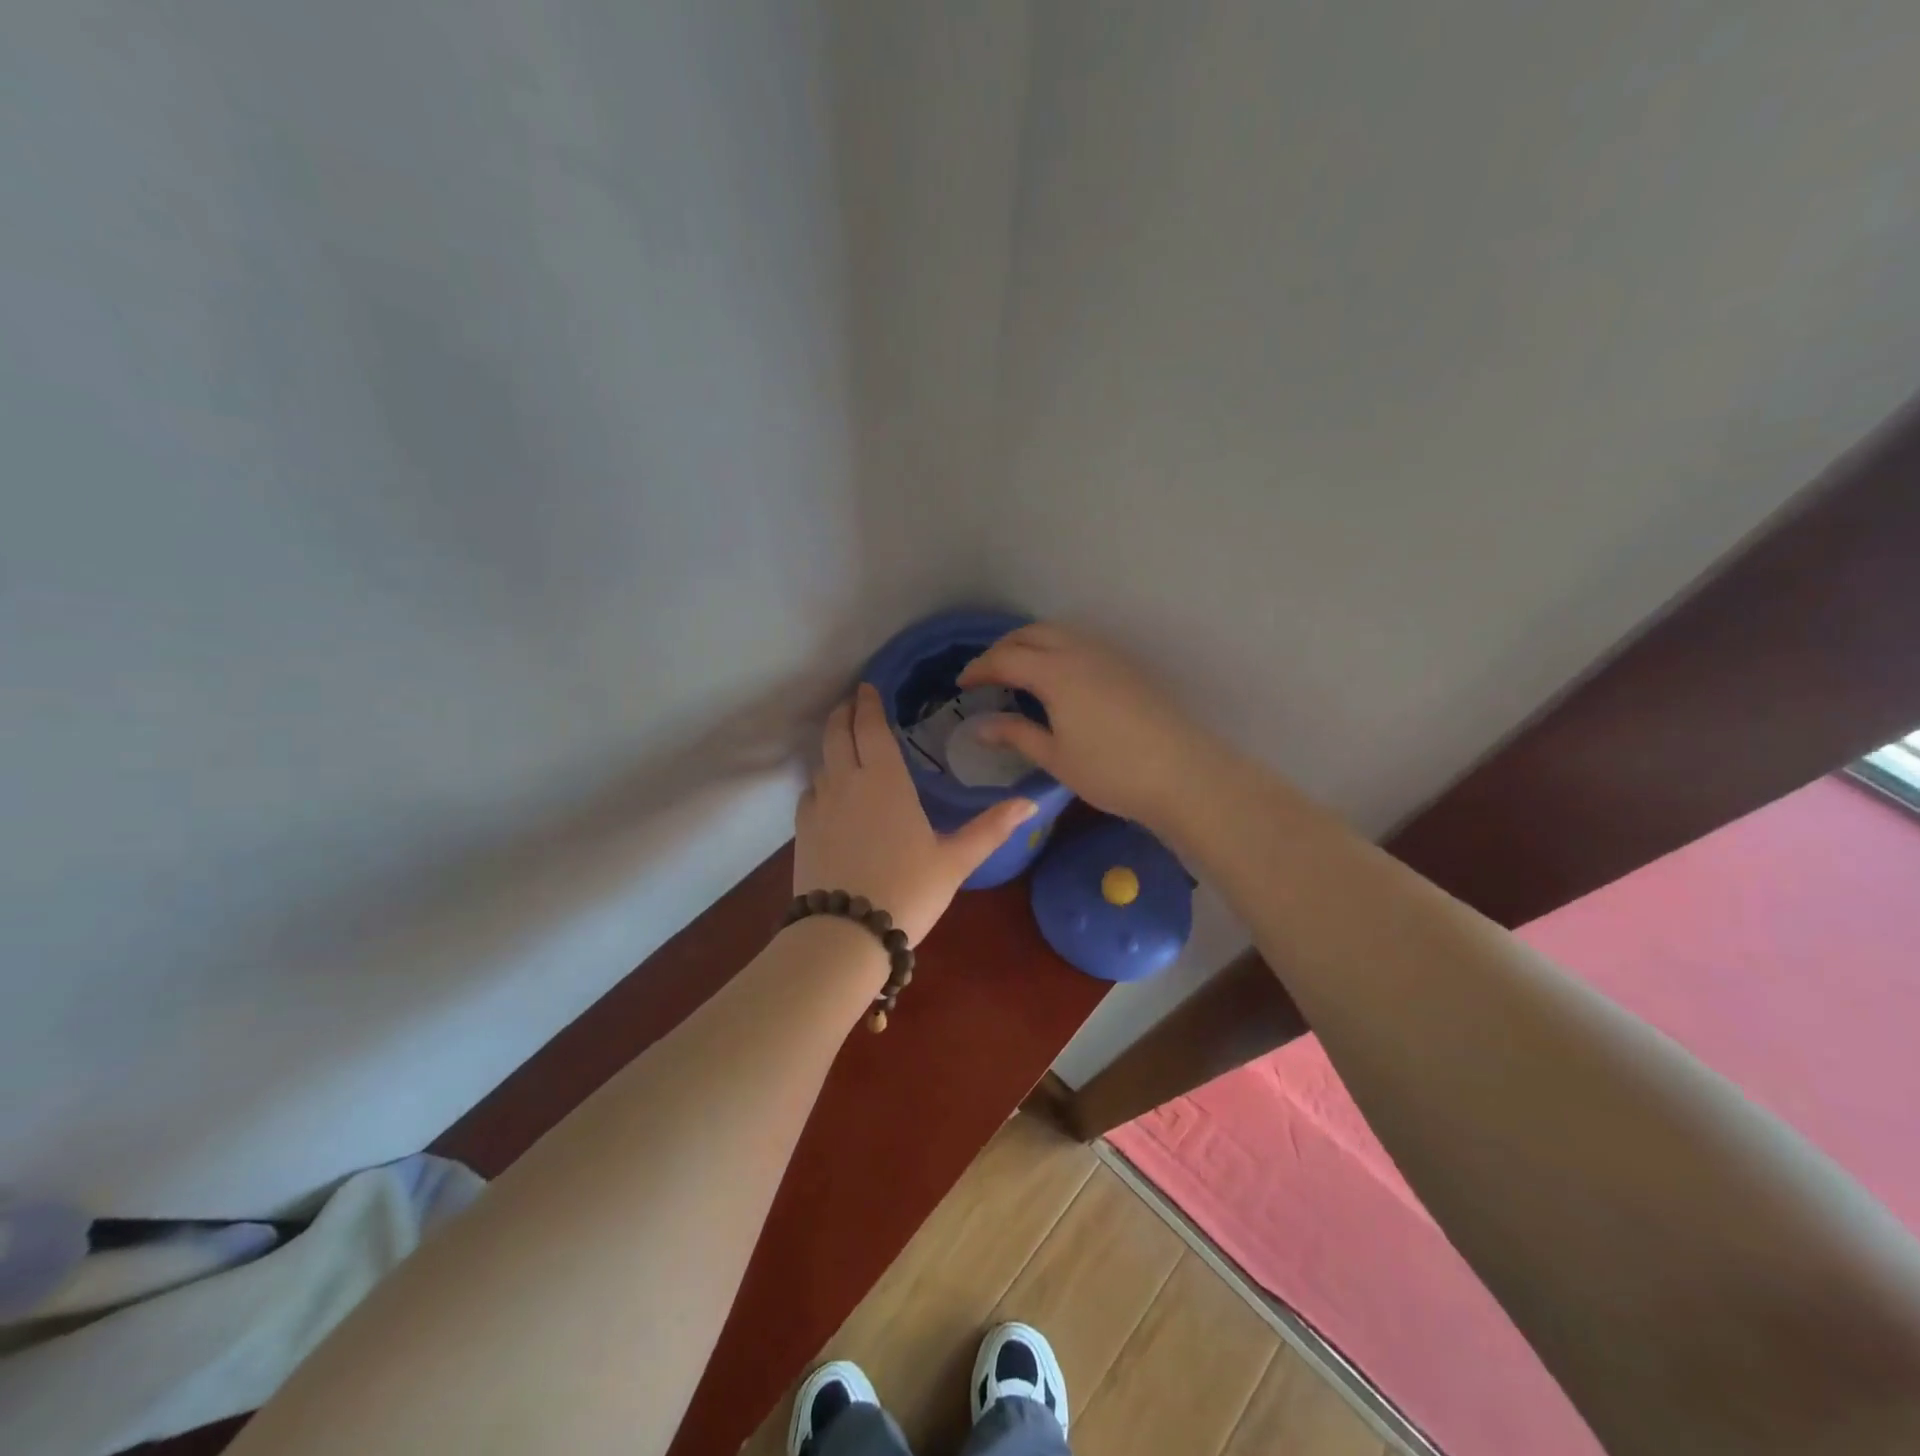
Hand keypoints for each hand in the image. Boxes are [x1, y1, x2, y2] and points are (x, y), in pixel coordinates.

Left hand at [793, 683, 1038, 945]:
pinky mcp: (802, 830)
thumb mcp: (955, 861)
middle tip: (854, 702)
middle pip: (837, 732)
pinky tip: (830, 791)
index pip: (870, 726)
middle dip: (845, 712)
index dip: (868, 703)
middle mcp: (846, 782)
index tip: (868, 686)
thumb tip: (1031, 803)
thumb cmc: (908, 891)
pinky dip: (821, 779)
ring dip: (832, 743)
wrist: (845, 935)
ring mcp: (819, 806)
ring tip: (845, 741)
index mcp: (884, 780)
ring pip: (822, 760)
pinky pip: (810, 791)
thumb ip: (991, 828)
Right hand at [957, 623, 1215, 831]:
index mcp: (1056, 672)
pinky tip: (1057, 679)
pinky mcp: (1127, 667)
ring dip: (1032, 644)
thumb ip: (1016, 734)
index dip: (979, 668)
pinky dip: (1057, 650)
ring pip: (1059, 633)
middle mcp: (1080, 652)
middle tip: (987, 673)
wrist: (1183, 774)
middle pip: (1032, 633)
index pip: (1005, 659)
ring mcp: (1108, 656)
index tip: (962, 683)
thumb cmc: (1111, 771)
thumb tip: (979, 725)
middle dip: (1003, 648)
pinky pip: (1081, 644)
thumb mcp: (1056, 757)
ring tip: (1018, 672)